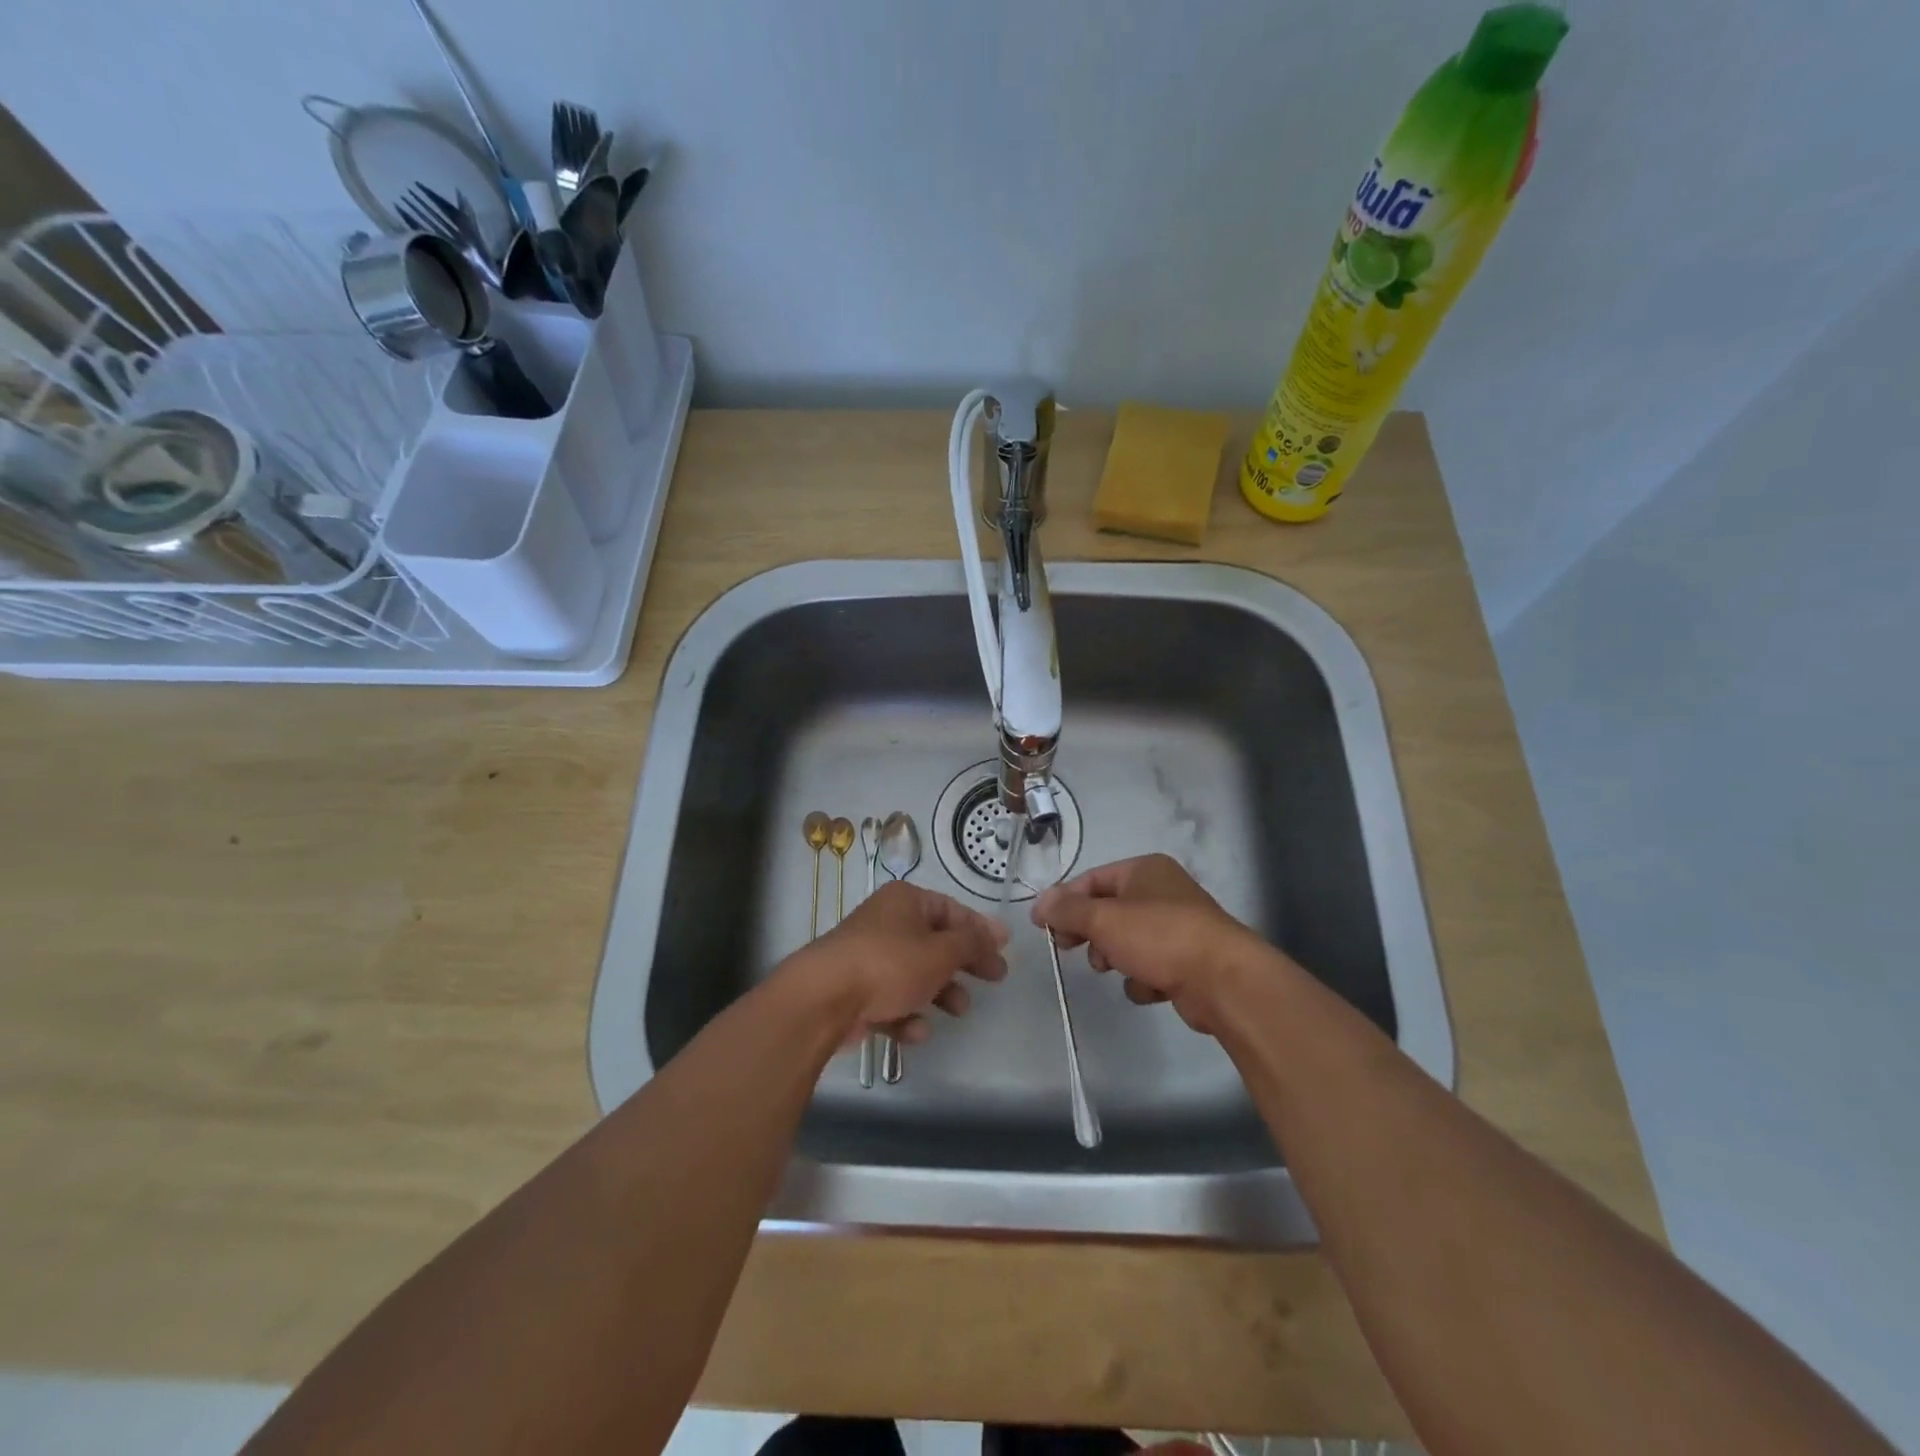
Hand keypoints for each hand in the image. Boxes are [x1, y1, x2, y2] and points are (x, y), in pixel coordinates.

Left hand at [786, 880, 1008, 1044]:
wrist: (823, 1000)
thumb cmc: (889, 965)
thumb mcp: (941, 952)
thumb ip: (973, 943)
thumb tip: (998, 931)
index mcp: (905, 901)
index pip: (952, 910)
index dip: (979, 930)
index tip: (1003, 950)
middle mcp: (886, 923)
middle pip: (935, 943)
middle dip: (963, 964)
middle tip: (993, 980)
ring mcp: (868, 957)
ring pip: (915, 974)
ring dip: (940, 993)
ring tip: (958, 1010)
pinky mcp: (855, 991)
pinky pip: (891, 1000)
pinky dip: (906, 1015)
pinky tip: (915, 1031)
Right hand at [1033, 854, 1271, 1034]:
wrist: (1224, 981)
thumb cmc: (1159, 937)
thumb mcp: (1103, 919)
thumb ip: (1067, 910)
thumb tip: (1039, 903)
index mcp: (1145, 870)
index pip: (1092, 879)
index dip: (1065, 901)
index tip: (1043, 927)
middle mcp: (1163, 892)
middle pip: (1108, 910)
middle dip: (1089, 932)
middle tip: (1069, 948)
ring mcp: (1178, 927)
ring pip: (1127, 940)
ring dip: (1114, 957)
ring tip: (1115, 968)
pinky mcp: (1187, 961)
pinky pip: (1150, 966)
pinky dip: (1143, 979)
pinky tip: (1150, 987)